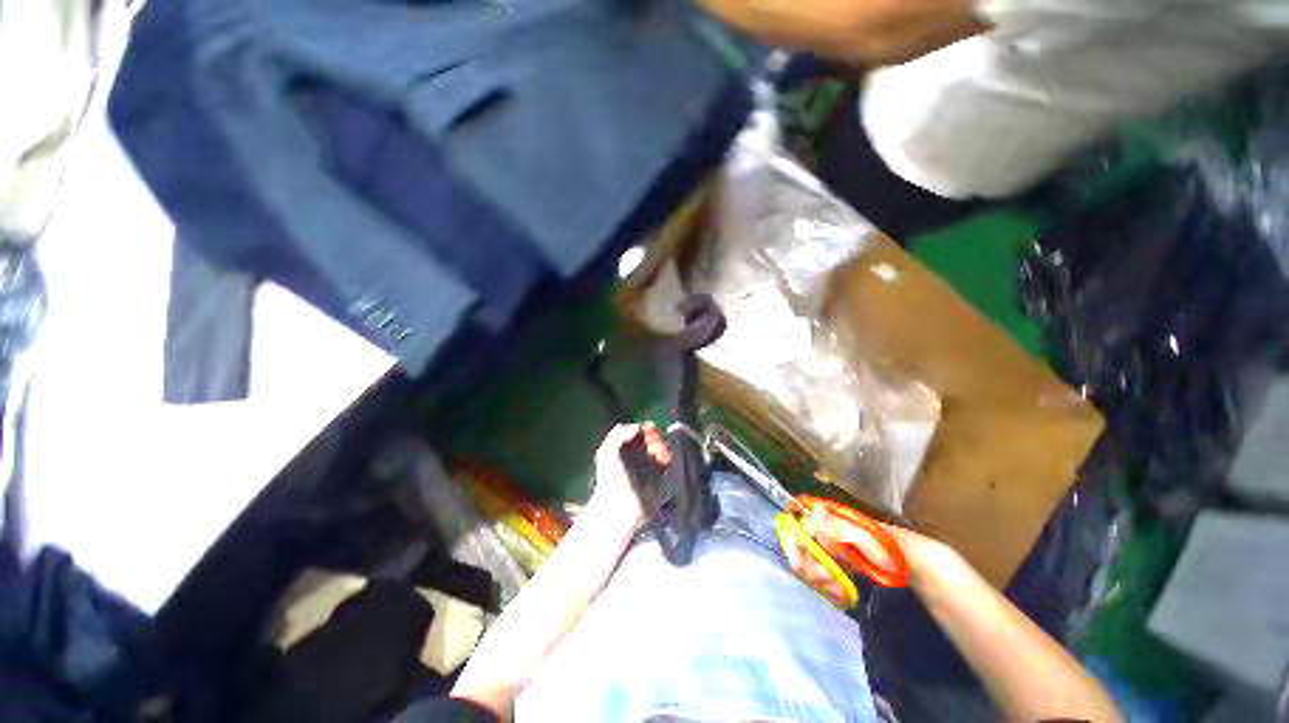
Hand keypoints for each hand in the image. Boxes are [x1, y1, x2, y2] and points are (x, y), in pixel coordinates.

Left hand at [589, 423, 670, 526]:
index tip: (650, 430)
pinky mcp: (660, 476)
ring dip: (663, 446)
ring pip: (661, 447)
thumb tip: (638, 427)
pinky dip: (668, 456)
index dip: (646, 428)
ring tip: (660, 452)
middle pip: (652, 437)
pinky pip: (668, 461)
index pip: (639, 431)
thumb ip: (618, 434)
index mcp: (623, 447)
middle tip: (654, 442)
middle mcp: (637, 454)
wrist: (620, 507)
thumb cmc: (610, 479)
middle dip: (656, 436)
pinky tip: (665, 459)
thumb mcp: (606, 452)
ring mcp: (649, 465)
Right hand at [793, 505, 961, 595]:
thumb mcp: (870, 540)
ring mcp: (838, 553)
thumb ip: (841, 527)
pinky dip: (829, 587)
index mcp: (835, 520)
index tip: (802, 559)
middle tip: (822, 579)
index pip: (804, 523)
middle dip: (807, 563)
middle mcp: (832, 533)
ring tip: (836, 590)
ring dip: (818, 577)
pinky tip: (841, 595)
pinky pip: (826, 577)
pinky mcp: (845, 571)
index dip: (798, 539)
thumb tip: (813, 510)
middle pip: (804, 543)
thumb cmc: (898, 551)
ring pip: (813, 562)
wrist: (925, 576)